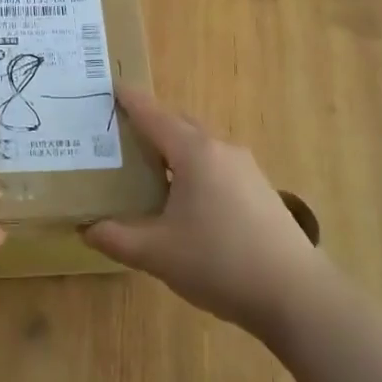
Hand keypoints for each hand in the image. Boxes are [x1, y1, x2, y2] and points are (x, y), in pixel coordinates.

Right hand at [86, 87, 324, 336]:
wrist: (295, 294)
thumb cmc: (219, 263)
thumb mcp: (157, 253)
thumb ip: (117, 237)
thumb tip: (86, 227)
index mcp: (194, 152)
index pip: (153, 115)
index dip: (130, 101)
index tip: (111, 87)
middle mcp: (221, 149)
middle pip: (179, 124)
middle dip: (151, 124)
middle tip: (120, 135)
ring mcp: (246, 168)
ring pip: (200, 145)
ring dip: (174, 149)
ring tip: (147, 169)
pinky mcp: (260, 190)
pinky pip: (217, 165)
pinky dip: (194, 168)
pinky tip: (185, 199)